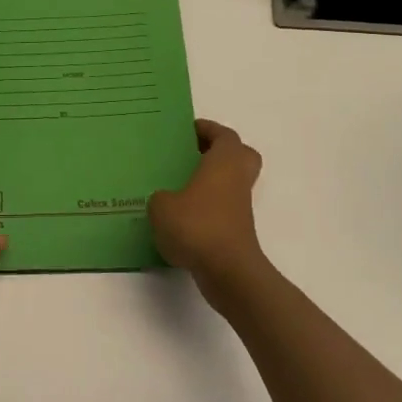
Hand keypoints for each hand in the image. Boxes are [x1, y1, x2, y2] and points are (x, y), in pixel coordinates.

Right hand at [148, 119, 272, 303]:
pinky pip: (222, 210)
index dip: (208, 129)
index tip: (187, 130)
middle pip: (239, 156)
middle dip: (218, 153)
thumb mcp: (162, 206)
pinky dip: (206, 209)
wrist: (227, 271)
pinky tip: (179, 218)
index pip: (224, 135)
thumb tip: (165, 200)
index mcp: (224, 162)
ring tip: (178, 187)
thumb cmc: (197, 226)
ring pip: (230, 184)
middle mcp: (237, 180)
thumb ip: (161, 197)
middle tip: (191, 155)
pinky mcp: (236, 232)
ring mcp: (240, 207)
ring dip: (211, 183)